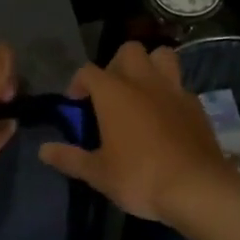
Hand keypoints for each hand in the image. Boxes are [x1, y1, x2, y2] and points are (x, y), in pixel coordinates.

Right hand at [37, 42, 233, 222]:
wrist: (197, 188)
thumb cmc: (140, 177)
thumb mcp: (98, 173)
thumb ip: (70, 157)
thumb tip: (43, 150)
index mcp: (114, 92)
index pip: (88, 71)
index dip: (78, 83)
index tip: (76, 103)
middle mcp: (143, 81)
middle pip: (128, 51)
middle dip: (116, 65)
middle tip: (111, 93)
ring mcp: (173, 90)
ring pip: (162, 56)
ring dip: (150, 66)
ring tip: (142, 92)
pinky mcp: (196, 105)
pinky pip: (180, 85)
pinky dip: (170, 92)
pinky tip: (166, 116)